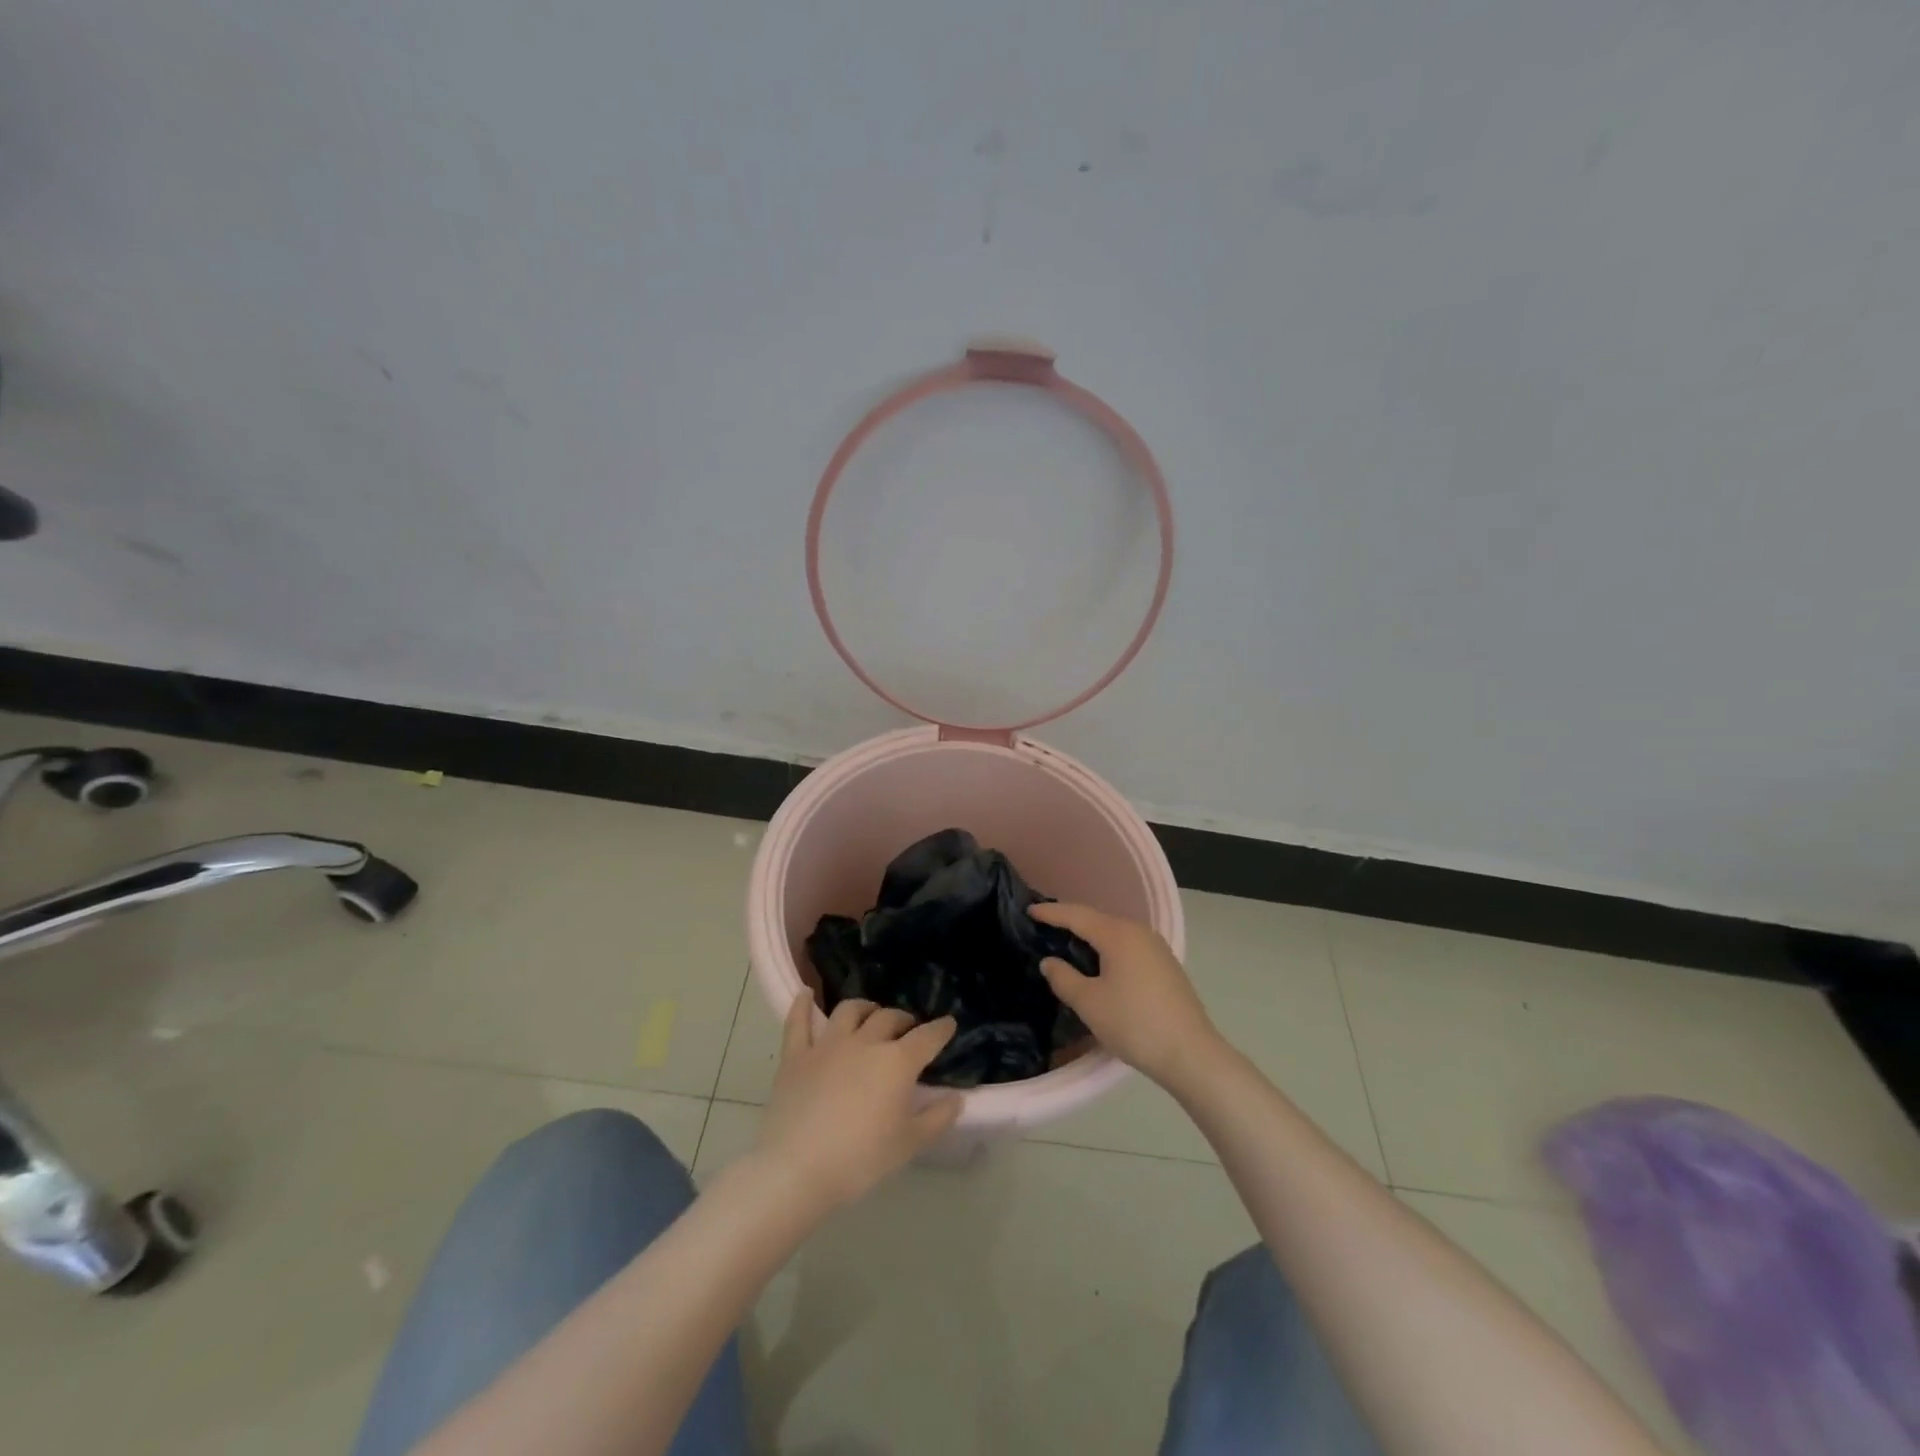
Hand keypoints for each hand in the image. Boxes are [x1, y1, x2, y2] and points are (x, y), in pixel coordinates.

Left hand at [755, 995, 961, 1212]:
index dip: (941, 1029)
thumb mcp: (909, 1145)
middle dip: (904, 1020)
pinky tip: (806, 993)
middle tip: (908, 1029)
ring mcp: (827, 1045)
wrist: (796, 1170)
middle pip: (889, 1017)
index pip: (927, 1037)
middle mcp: (864, 1042)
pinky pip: (798, 1022)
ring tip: (870, 1013)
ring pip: (849, 1010)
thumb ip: (937, 1118)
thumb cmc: (860, 1160)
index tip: (949, 1024)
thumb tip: (957, 1098)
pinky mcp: (796, 1056)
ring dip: (865, 1008)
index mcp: (897, 1062)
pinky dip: (802, 1005)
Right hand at [1030, 903, 1221, 1087]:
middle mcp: (1138, 932)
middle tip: (1044, 925)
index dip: (1051, 912)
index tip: (1029, 910)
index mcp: (1118, 934)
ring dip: (1090, 936)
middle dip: (1070, 921)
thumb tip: (1050, 961)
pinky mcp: (1165, 966)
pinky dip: (1107, 949)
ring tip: (1067, 943)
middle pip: (1097, 919)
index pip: (1077, 915)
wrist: (1191, 1054)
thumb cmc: (1134, 1024)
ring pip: (1114, 933)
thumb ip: (1063, 978)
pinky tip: (1099, 963)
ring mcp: (1156, 948)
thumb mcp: (1089, 1004)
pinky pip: (1128, 947)